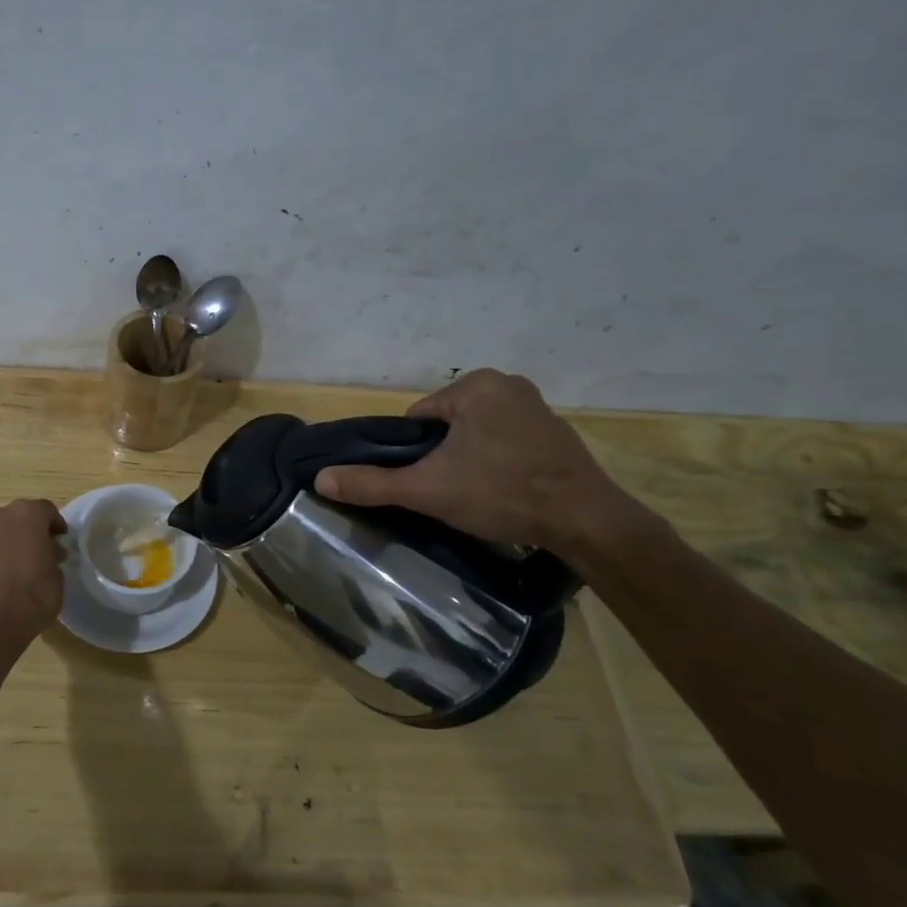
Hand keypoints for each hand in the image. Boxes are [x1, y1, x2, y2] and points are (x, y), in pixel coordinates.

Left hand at [0, 499, 66, 647]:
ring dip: (13, 542)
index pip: (47, 511)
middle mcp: (0, 515)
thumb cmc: (34, 594)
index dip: (56, 526)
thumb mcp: (58, 575)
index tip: (62, 541)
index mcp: (27, 513)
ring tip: (24, 566)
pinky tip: (6, 576)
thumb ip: (53, 556)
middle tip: (43, 551)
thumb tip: (48, 552)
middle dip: (32, 531)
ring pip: (2, 531)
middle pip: (21, 517)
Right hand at [314, 369, 648, 556]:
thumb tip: (320, 479)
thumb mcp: (427, 489)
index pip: (418, 419)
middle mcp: (508, 384)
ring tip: (478, 496)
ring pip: (476, 435)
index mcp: (476, 385)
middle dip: (443, 457)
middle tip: (452, 492)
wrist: (586, 522)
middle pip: (447, 426)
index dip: (414, 454)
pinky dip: (499, 463)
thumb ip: (372, 483)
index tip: (428, 482)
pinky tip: (505, 491)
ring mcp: (537, 407)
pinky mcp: (557, 433)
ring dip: (470, 460)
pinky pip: (507, 442)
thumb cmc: (501, 493)